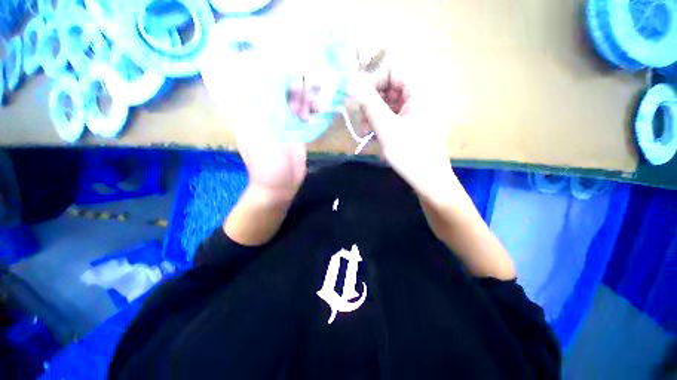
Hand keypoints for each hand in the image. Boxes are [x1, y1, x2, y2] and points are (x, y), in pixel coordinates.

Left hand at [201, 46, 306, 201]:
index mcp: (251, 110)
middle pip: (279, 88)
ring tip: (314, 98)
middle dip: (294, 83)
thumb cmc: (267, 162)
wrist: (281, 184)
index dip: (274, 70)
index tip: (290, 65)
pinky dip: (310, 109)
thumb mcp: (263, 133)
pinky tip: (317, 109)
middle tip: (309, 83)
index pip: (259, 80)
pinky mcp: (296, 129)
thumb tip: (272, 75)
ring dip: (304, 96)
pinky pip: (303, 113)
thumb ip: (267, 106)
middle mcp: (266, 111)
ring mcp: (282, 120)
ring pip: (293, 100)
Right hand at [348, 58, 455, 203]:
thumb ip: (369, 105)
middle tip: (361, 119)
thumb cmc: (411, 155)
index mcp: (421, 90)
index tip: (357, 98)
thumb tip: (351, 84)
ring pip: (389, 100)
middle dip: (372, 99)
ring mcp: (417, 108)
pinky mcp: (413, 121)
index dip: (372, 80)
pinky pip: (393, 113)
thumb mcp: (387, 129)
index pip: (392, 68)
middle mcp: (421, 94)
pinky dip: (381, 121)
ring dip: (374, 113)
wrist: (429, 180)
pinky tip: (375, 134)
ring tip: (366, 130)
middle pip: (390, 84)